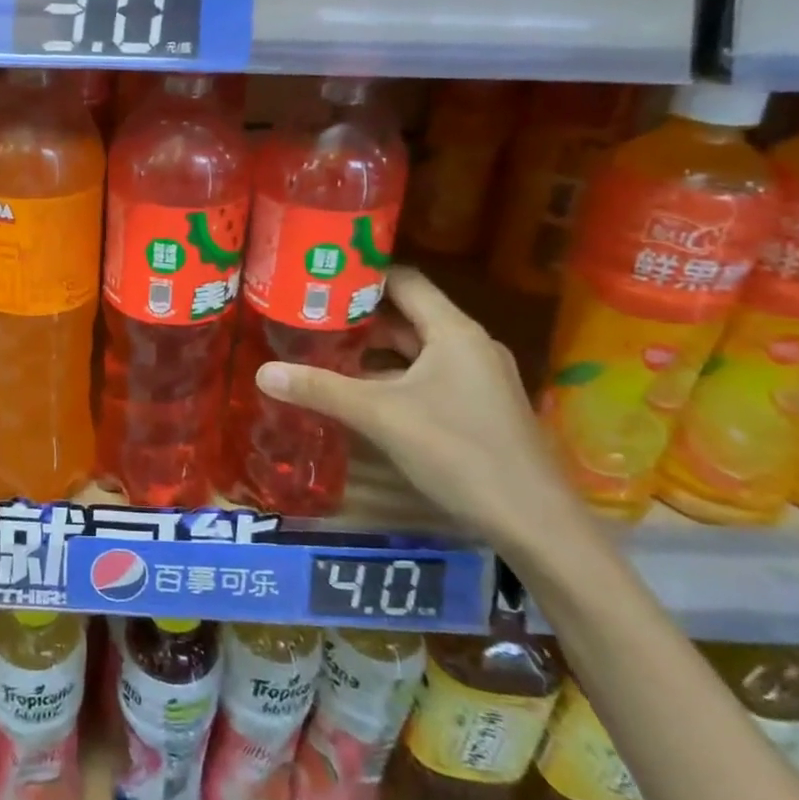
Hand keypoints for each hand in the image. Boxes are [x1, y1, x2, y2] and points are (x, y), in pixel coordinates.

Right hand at [256, 266, 583, 558]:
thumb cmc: (460, 453)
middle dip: (358, 315)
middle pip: (406, 314)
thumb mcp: (381, 417)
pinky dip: (391, 376)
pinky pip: (426, 376)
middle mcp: (468, 345)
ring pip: (415, 349)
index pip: (403, 280)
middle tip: (307, 313)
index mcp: (454, 331)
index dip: (361, 274)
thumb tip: (262, 372)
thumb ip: (322, 390)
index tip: (317, 274)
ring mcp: (476, 378)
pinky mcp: (477, 407)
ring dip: (372, 350)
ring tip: (321, 348)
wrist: (536, 525)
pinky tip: (357, 391)